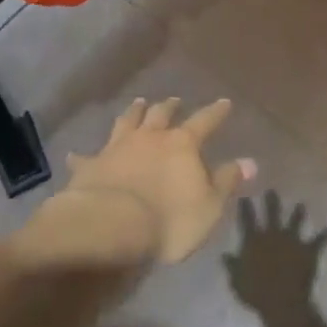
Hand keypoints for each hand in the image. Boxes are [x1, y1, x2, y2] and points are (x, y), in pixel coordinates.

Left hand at [24, 98, 256, 267]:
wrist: (110, 226)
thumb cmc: (169, 219)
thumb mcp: (209, 206)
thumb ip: (227, 182)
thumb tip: (251, 162)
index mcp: (182, 144)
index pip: (205, 121)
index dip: (216, 112)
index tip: (224, 102)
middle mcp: (150, 137)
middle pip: (162, 114)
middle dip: (170, 106)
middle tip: (174, 99)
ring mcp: (118, 147)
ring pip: (127, 122)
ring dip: (134, 113)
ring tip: (138, 103)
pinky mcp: (91, 166)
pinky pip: (85, 157)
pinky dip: (82, 155)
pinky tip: (75, 154)